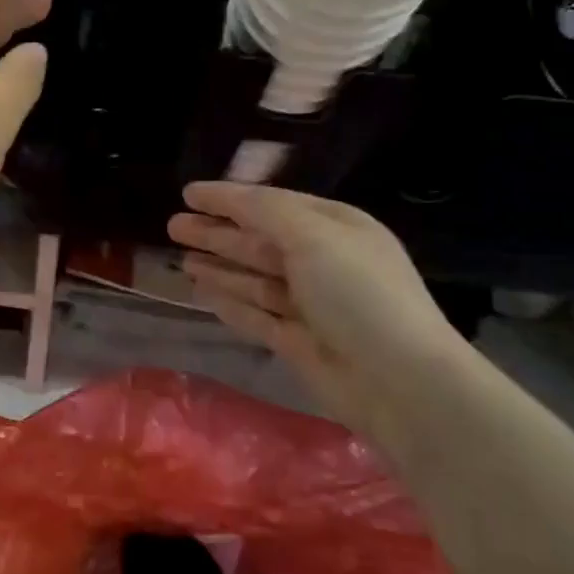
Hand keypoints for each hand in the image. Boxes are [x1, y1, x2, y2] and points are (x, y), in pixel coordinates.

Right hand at [167, 182, 460, 405]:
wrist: (400, 380)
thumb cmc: (358, 293)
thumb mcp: (312, 236)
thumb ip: (264, 211)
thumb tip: (226, 195)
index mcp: (334, 227)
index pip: (271, 203)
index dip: (228, 198)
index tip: (189, 193)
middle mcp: (322, 262)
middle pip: (258, 241)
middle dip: (217, 232)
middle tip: (173, 225)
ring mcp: (310, 304)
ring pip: (253, 278)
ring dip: (219, 266)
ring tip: (181, 258)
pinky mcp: (298, 341)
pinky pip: (255, 313)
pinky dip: (229, 301)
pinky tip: (202, 293)